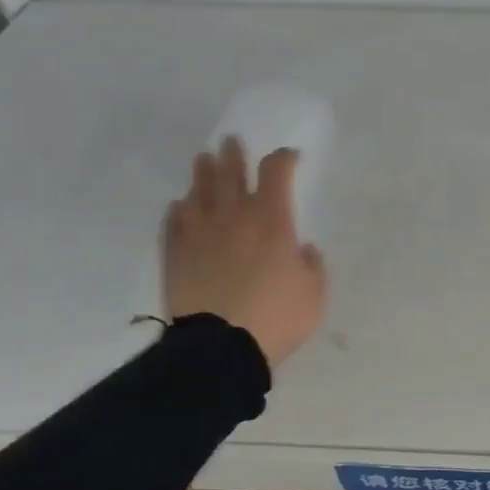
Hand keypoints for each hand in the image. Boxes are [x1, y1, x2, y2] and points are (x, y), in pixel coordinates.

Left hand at [162, 138, 326, 366]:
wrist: (219, 347)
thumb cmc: (277, 317)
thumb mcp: (314, 293)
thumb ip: (312, 266)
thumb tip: (304, 249)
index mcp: (273, 221)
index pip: (277, 174)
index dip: (283, 160)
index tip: (289, 156)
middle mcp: (234, 218)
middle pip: (232, 174)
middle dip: (234, 155)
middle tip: (232, 141)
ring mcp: (199, 234)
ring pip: (199, 193)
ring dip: (203, 174)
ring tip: (203, 160)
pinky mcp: (175, 254)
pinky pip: (174, 223)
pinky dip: (178, 211)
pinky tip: (180, 206)